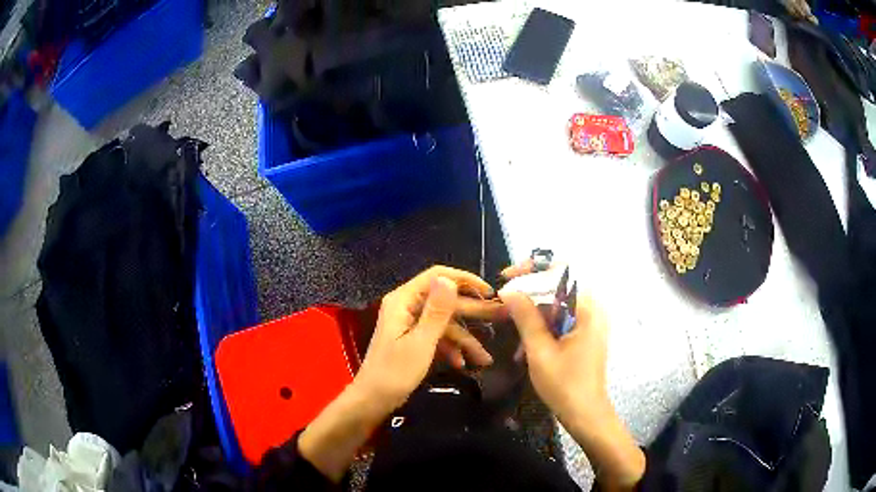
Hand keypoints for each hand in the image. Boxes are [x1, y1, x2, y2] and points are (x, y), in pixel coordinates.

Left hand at [356, 266, 496, 409]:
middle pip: (446, 301)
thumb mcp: (421, 343)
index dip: (465, 280)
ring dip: (465, 340)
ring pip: (445, 323)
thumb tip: (449, 279)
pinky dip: (451, 349)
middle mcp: (407, 306)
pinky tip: (462, 364)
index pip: (437, 276)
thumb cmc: (394, 372)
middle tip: (502, 317)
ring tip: (486, 358)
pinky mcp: (413, 339)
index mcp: (404, 300)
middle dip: (474, 312)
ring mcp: (410, 323)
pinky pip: (437, 337)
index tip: (489, 291)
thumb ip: (437, 311)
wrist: (372, 400)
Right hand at [499, 269, 644, 489]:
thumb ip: (526, 317)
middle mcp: (592, 308)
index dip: (532, 269)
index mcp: (587, 309)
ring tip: (511, 323)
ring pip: (557, 302)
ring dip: (534, 310)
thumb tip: (509, 290)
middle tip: (504, 300)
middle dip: (529, 290)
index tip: (507, 278)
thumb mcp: (540, 351)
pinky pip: (562, 317)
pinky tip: (526, 342)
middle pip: (558, 285)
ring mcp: (590, 321)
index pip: (561, 271)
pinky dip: (543, 324)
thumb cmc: (565, 385)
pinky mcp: (585, 333)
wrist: (586, 414)